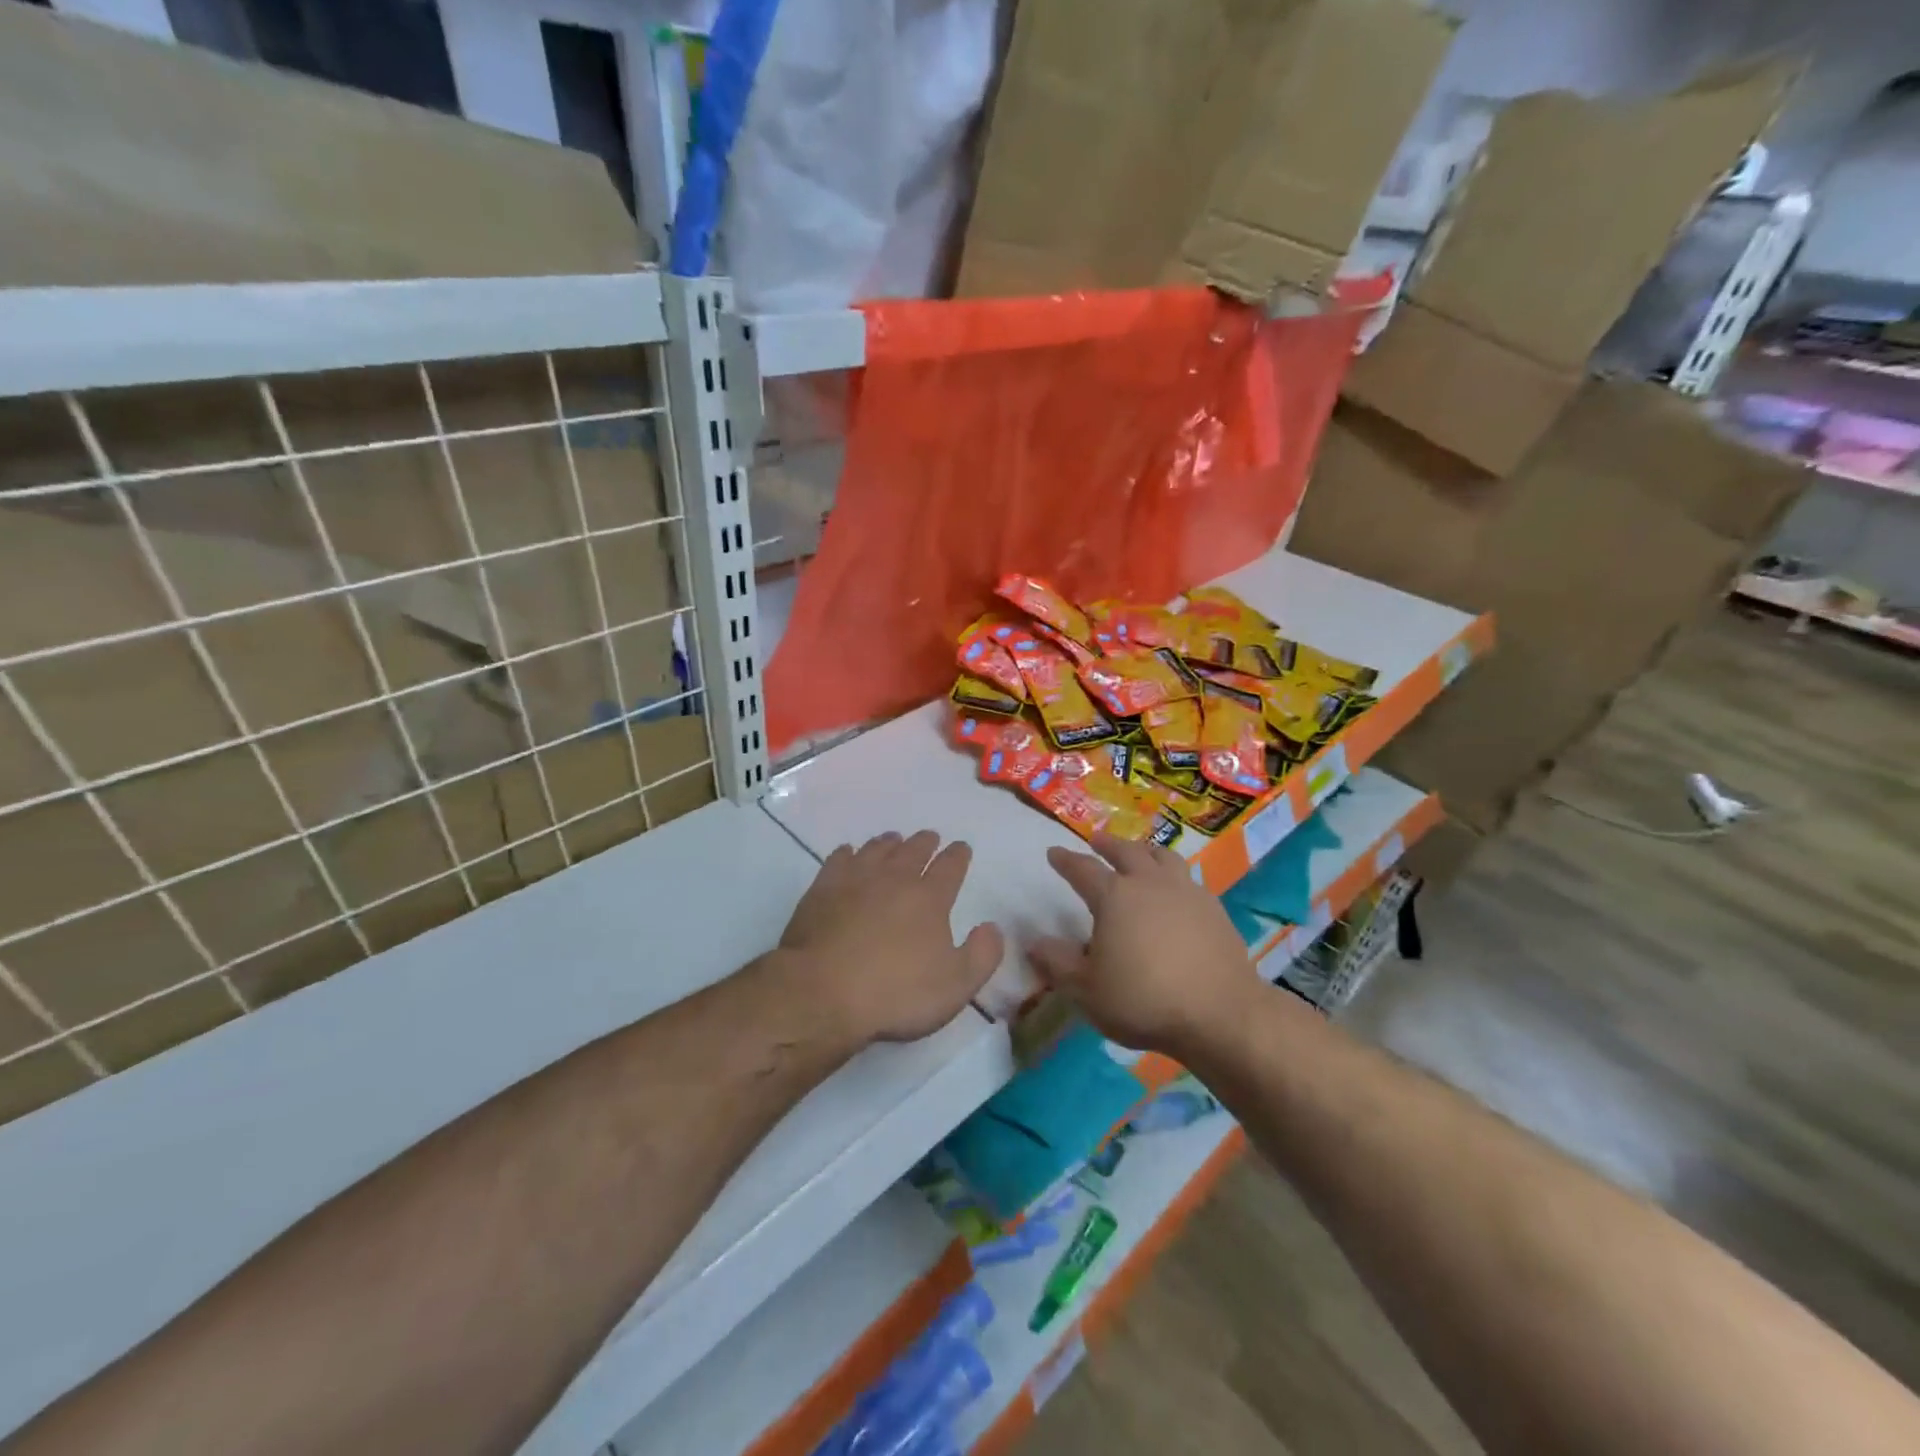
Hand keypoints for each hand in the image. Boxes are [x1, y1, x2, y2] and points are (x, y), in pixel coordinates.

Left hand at [779, 831, 1003, 1045]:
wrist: (822, 992)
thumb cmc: (896, 994)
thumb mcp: (956, 985)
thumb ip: (982, 954)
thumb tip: (992, 927)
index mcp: (929, 898)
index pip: (950, 867)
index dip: (958, 855)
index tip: (961, 847)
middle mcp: (894, 879)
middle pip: (913, 851)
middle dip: (925, 843)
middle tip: (929, 837)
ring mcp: (855, 881)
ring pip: (877, 850)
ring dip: (889, 843)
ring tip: (894, 839)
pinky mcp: (822, 890)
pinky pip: (839, 860)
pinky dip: (848, 853)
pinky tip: (848, 853)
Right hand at [1030, 833, 1259, 1055]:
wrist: (1220, 1014)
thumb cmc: (1144, 1000)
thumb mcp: (1087, 990)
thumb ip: (1058, 963)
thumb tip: (1034, 942)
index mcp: (1114, 897)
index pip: (1083, 870)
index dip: (1066, 861)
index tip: (1054, 852)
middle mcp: (1149, 884)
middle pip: (1126, 852)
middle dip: (1108, 844)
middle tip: (1097, 841)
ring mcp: (1186, 892)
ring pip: (1163, 857)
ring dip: (1145, 851)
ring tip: (1140, 854)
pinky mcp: (1214, 909)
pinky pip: (1188, 879)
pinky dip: (1174, 876)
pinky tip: (1176, 890)